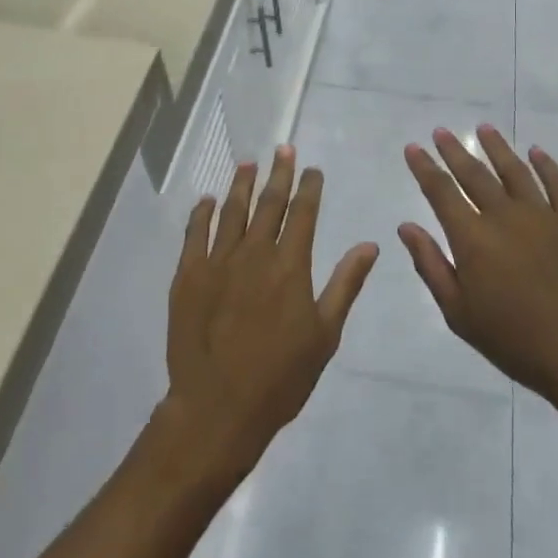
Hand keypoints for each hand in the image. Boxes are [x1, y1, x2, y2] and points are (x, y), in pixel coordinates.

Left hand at [165, 147, 377, 483]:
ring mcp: (218, 261)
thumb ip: (345, 284)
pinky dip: (201, 213)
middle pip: (269, 203)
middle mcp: (254, 253)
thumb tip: (369, 245)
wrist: (218, 408)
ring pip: (232, 211)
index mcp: (290, 266)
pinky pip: (195, 233)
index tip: (312, 168)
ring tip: (248, 163)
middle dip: (279, 173)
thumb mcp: (324, 334)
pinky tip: (206, 200)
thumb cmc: (280, 377)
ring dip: (241, 184)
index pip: (303, 213)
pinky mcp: (188, 275)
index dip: (309, 187)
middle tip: (283, 148)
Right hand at [400, 125, 557, 420]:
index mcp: (473, 239)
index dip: (425, 168)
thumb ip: (431, 265)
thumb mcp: (459, 313)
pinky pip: (557, 184)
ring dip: (496, 147)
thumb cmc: (515, 342)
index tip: (413, 148)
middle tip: (441, 131)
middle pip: (475, 173)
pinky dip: (545, 164)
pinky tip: (535, 152)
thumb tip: (406, 226)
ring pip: (514, 170)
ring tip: (483, 129)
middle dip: (454, 150)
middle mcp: (505, 216)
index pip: (441, 192)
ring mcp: (543, 215)